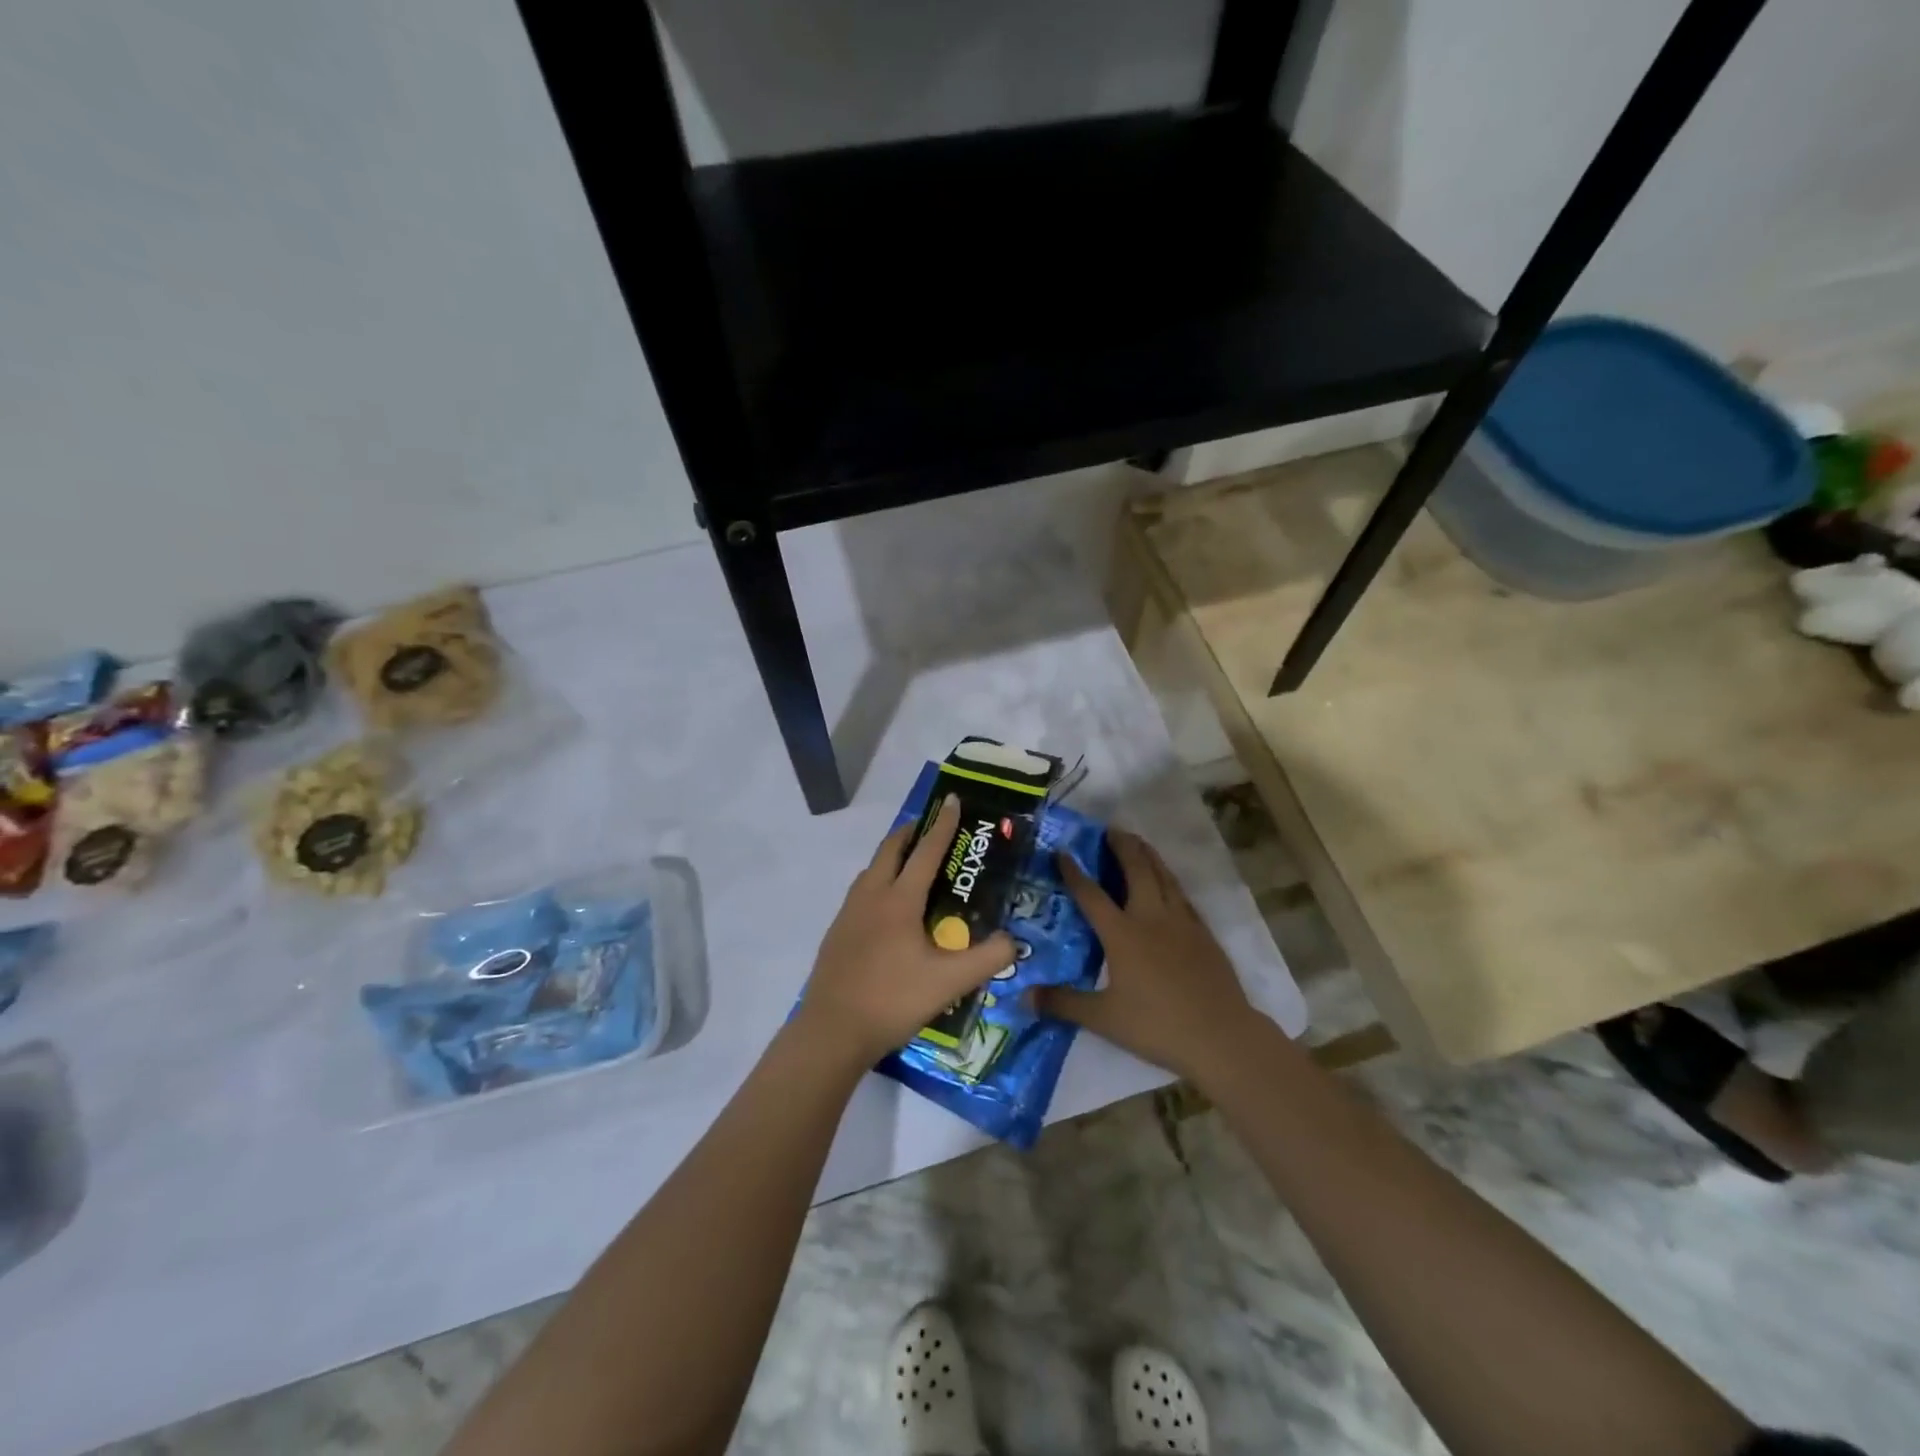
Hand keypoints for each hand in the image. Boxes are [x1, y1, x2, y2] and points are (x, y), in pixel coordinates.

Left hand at [796, 795, 1015, 1065]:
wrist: (832, 1031)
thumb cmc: (893, 999)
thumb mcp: (950, 983)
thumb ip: (988, 959)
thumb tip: (1014, 941)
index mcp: (899, 900)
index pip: (926, 851)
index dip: (943, 824)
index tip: (951, 799)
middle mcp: (871, 896)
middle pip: (891, 849)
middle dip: (912, 831)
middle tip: (932, 828)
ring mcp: (849, 913)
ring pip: (872, 869)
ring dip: (893, 856)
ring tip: (912, 864)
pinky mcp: (837, 932)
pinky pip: (861, 891)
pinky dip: (879, 880)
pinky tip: (888, 908)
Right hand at [1037, 829, 1260, 1084]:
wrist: (1221, 1035)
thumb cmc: (1157, 1025)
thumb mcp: (1103, 1018)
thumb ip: (1062, 1003)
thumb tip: (1023, 997)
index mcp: (1122, 934)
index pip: (1091, 895)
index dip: (1074, 872)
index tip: (1063, 851)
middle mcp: (1151, 917)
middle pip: (1136, 870)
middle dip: (1121, 846)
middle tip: (1110, 830)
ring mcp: (1181, 922)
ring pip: (1163, 876)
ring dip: (1148, 855)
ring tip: (1138, 842)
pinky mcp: (1203, 933)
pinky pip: (1182, 895)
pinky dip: (1170, 880)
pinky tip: (1168, 883)